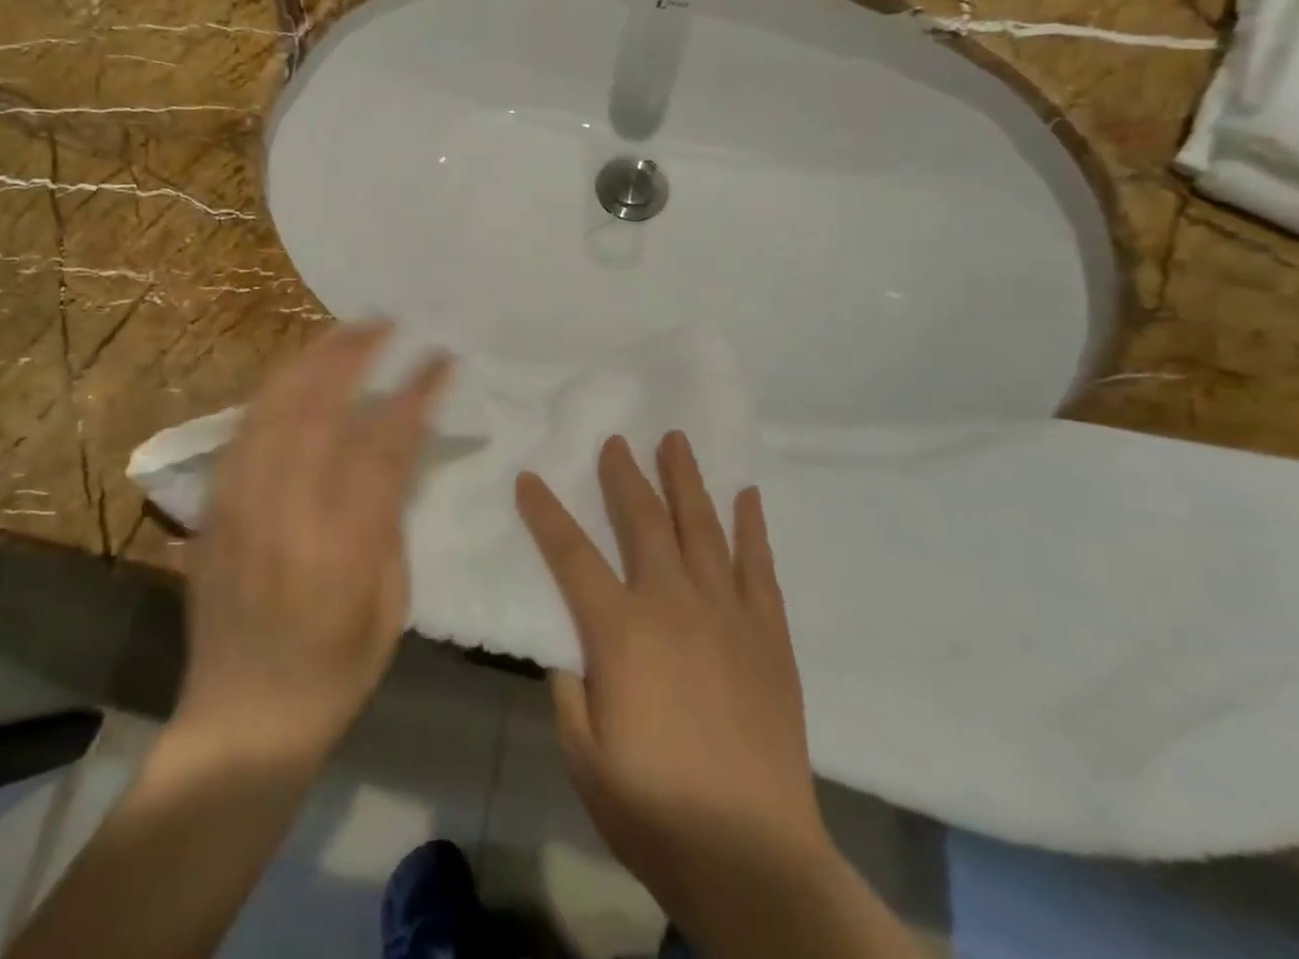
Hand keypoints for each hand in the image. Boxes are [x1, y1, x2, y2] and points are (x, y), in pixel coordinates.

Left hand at [177, 322, 451, 767]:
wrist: (241, 722)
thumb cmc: (334, 671)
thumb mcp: (391, 605)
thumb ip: (390, 521)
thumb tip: (395, 454)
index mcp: (341, 545)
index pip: (385, 443)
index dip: (416, 392)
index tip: (440, 358)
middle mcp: (286, 512)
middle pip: (319, 407)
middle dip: (355, 354)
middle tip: (385, 323)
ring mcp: (240, 506)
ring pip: (274, 409)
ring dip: (312, 360)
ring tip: (344, 331)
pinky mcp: (214, 510)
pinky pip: (243, 431)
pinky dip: (274, 392)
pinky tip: (296, 373)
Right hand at [517, 433, 834, 942]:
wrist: (754, 859)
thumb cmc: (656, 812)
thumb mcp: (585, 759)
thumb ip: (570, 695)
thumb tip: (571, 656)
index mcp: (620, 632)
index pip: (572, 555)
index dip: (546, 513)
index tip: (529, 478)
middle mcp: (672, 605)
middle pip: (644, 521)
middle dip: (625, 475)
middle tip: (616, 440)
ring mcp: (726, 614)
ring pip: (702, 528)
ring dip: (687, 480)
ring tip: (676, 441)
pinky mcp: (769, 635)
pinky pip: (759, 566)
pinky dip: (752, 528)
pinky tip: (747, 496)